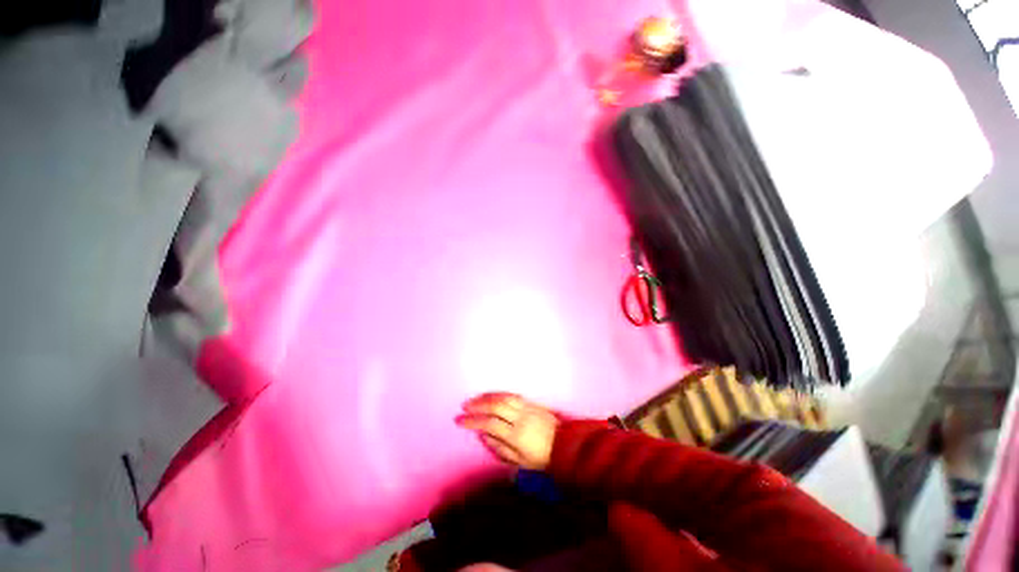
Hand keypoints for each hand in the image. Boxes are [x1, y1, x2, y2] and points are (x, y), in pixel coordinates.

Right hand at [456, 393, 559, 470]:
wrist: (565, 444)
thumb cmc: (541, 457)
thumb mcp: (520, 461)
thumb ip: (500, 448)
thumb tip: (483, 435)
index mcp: (516, 435)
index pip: (490, 424)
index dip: (473, 421)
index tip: (459, 420)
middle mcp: (520, 417)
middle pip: (495, 406)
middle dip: (477, 405)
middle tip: (464, 406)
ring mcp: (527, 407)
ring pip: (503, 397)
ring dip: (487, 396)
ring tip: (475, 398)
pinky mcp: (532, 403)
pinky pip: (512, 395)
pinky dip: (499, 393)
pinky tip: (492, 395)